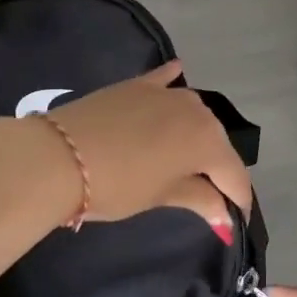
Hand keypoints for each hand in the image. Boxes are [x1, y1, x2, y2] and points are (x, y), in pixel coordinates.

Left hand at [42, 60, 253, 226]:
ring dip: (197, 133)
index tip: (233, 222)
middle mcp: (196, 110)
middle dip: (218, 169)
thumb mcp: (161, 196)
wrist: (59, 156)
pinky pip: (164, 81)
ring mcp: (166, 92)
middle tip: (209, 196)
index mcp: (208, 141)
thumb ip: (199, 199)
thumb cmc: (116, 185)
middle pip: (217, 143)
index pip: (234, 175)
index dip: (237, 201)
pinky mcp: (137, 84)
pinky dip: (172, 82)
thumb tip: (225, 215)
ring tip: (188, 157)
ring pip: (194, 114)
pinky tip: (177, 74)